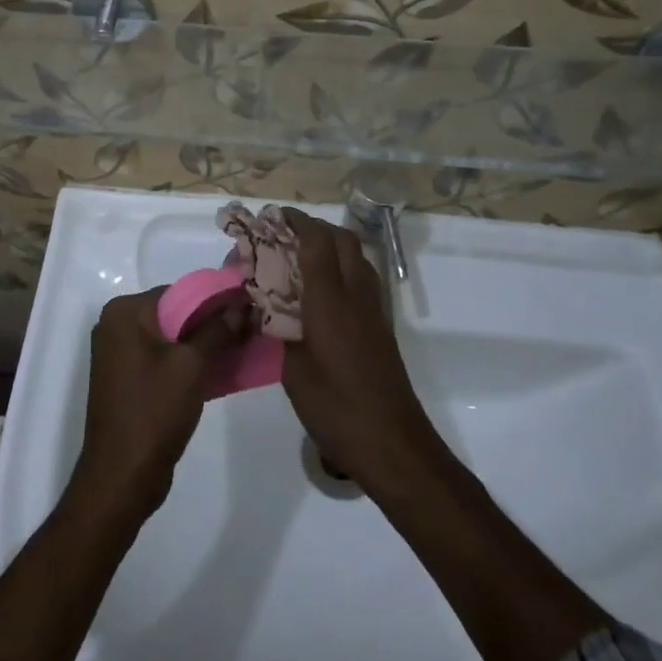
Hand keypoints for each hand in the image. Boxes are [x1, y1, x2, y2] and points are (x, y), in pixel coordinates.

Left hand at [73, 287, 249, 518]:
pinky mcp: (126, 378)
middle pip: (174, 312)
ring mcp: (118, 352)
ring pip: (171, 336)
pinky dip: (187, 361)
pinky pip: (162, 357)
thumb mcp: (192, 366)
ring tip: (240, 348)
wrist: (121, 478)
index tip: (248, 310)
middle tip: (248, 330)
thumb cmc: (153, 412)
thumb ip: (218, 329)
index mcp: (124, 312)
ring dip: (202, 343)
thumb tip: (243, 303)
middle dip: (211, 322)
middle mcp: (116, 324)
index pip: (179, 292)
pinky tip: (219, 369)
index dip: (215, 301)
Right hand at [278, 209, 439, 494]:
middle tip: (285, 233)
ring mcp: (374, 310)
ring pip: (357, 256)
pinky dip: (342, 267)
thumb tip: (269, 309)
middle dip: (315, 227)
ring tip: (301, 255)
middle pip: (343, 240)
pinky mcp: (381, 326)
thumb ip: (280, 331)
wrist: (393, 444)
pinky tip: (322, 289)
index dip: (296, 222)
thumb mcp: (293, 372)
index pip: (317, 243)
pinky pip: (362, 278)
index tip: (273, 216)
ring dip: (332, 244)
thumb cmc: (336, 409)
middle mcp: (357, 296)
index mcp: (331, 302)